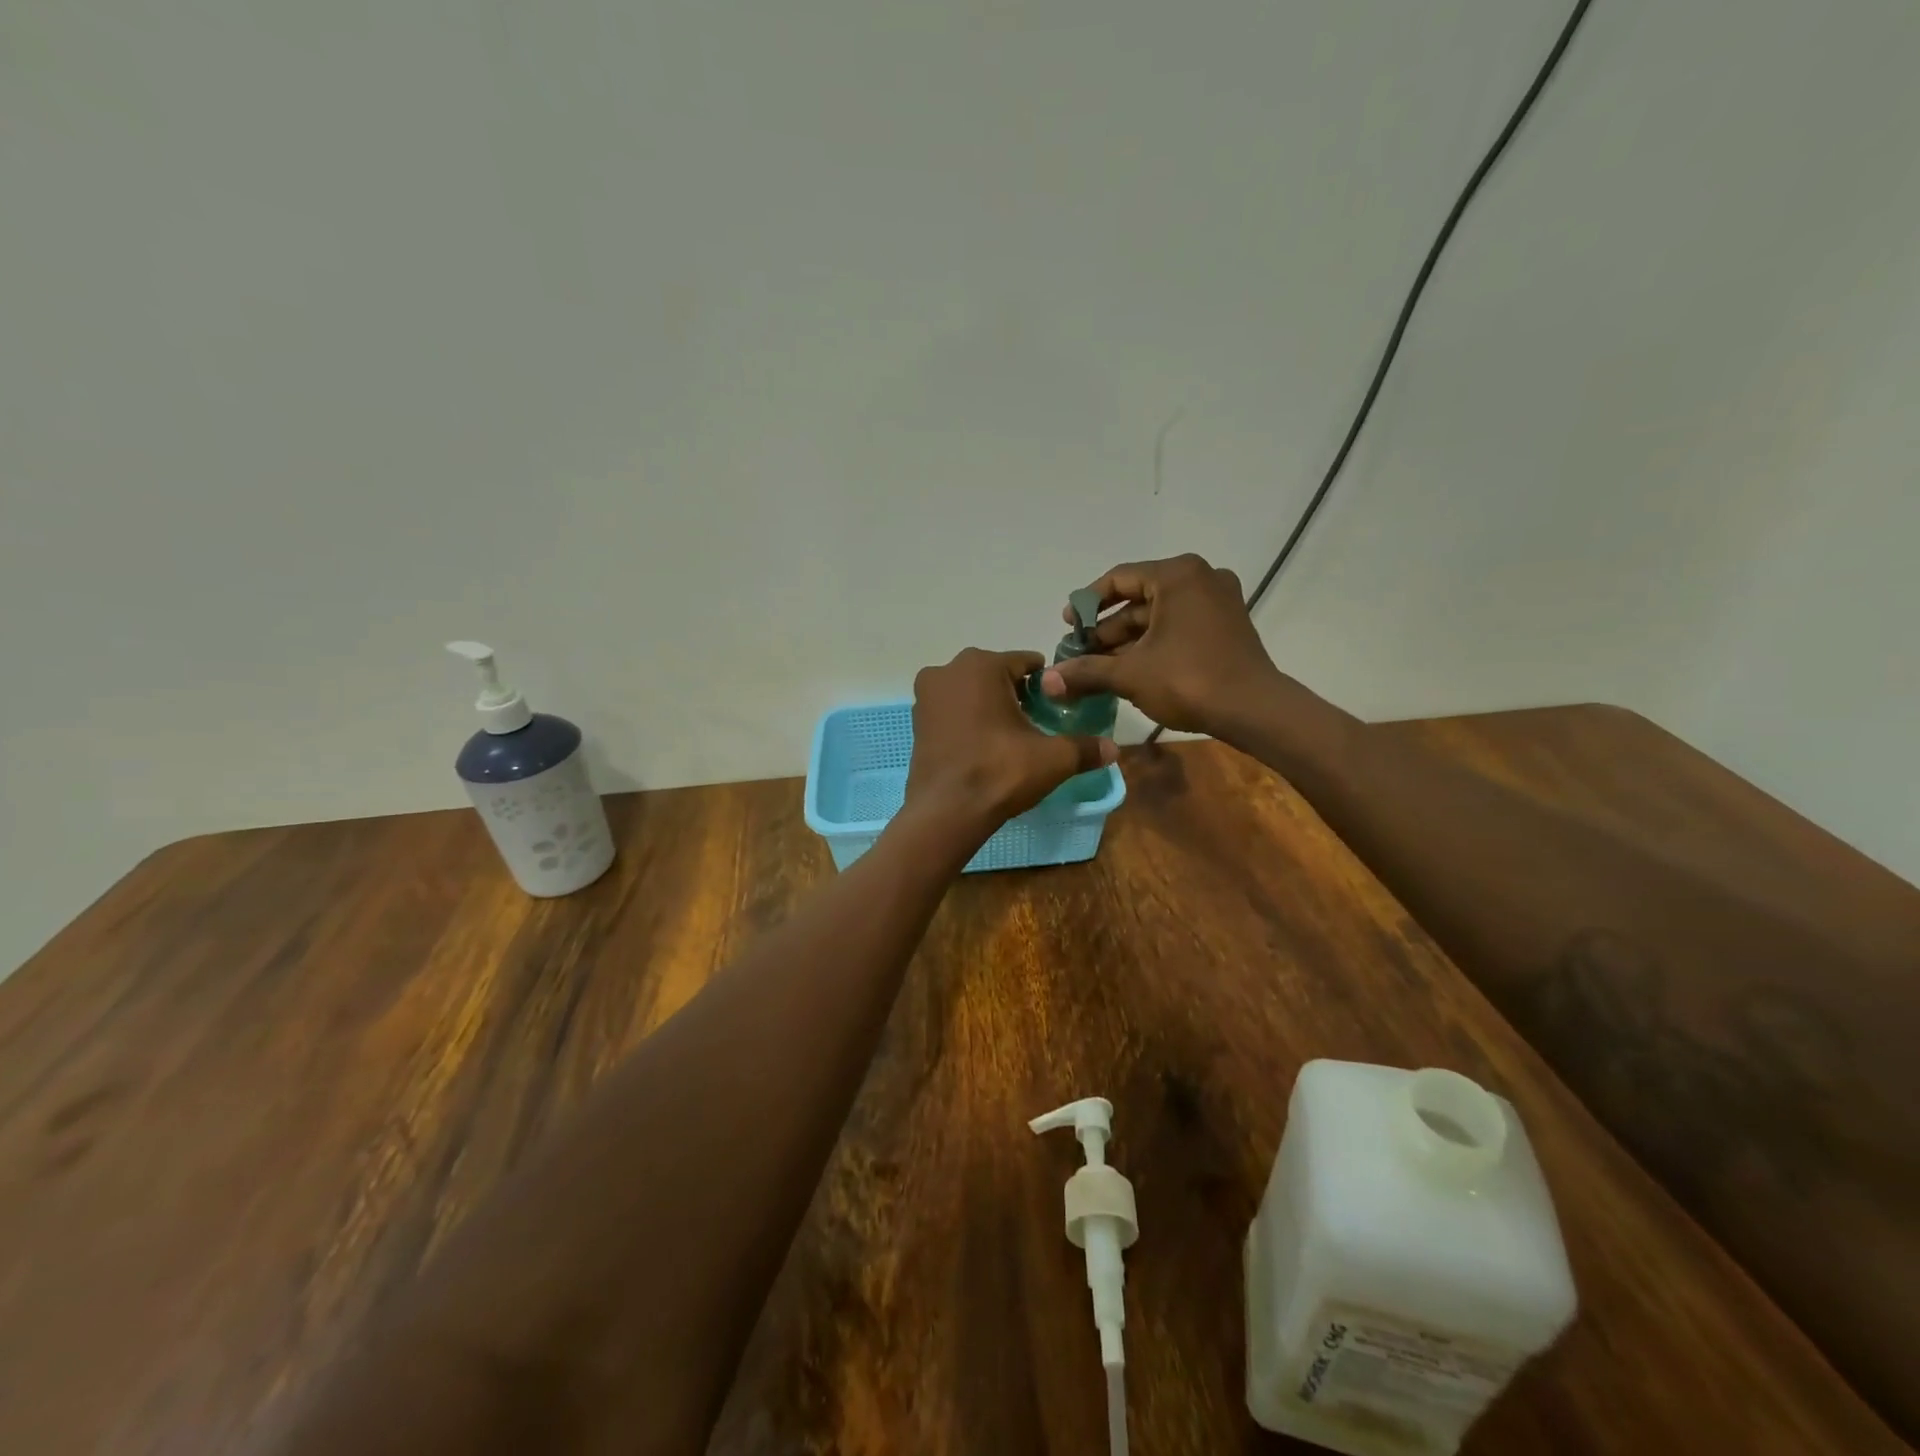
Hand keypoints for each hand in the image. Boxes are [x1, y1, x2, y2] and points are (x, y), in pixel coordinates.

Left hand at [904, 648, 1117, 833]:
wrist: (946, 812)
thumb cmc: (999, 772)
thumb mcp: (1052, 759)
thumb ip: (1085, 748)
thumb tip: (1114, 749)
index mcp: (981, 665)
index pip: (1027, 662)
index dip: (1046, 685)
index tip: (1056, 709)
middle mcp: (948, 669)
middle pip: (996, 675)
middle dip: (1017, 694)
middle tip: (1034, 726)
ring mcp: (926, 695)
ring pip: (971, 692)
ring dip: (990, 707)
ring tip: (1009, 740)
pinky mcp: (917, 721)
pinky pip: (952, 710)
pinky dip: (968, 721)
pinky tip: (982, 747)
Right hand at [1042, 554, 1285, 736]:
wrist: (1254, 711)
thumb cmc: (1188, 680)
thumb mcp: (1130, 674)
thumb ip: (1086, 672)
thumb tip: (1047, 681)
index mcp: (1177, 575)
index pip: (1119, 578)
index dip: (1087, 604)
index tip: (1067, 627)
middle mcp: (1200, 578)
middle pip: (1138, 599)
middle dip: (1106, 629)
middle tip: (1080, 654)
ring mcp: (1218, 601)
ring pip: (1158, 616)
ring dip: (1127, 641)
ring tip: (1098, 668)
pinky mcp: (1227, 625)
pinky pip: (1178, 626)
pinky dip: (1153, 644)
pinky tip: (1130, 670)